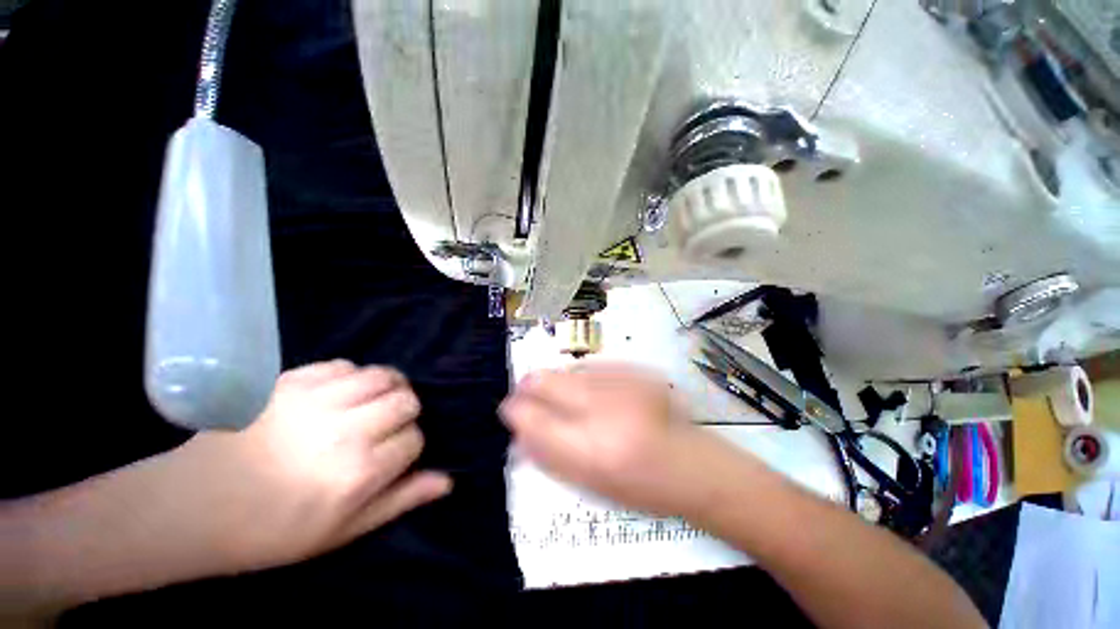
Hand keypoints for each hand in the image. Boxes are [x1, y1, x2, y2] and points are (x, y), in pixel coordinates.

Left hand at [166, 360, 450, 571]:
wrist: (192, 506)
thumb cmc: (271, 531)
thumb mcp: (341, 531)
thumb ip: (398, 501)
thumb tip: (447, 481)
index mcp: (357, 473)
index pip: (414, 439)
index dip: (410, 447)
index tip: (393, 457)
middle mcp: (344, 431)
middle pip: (406, 400)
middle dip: (406, 413)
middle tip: (386, 428)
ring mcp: (316, 401)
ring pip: (382, 376)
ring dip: (388, 388)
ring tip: (374, 403)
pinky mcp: (291, 382)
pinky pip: (344, 365)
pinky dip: (355, 376)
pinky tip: (342, 394)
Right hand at [500, 364, 741, 517]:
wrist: (692, 465)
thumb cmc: (639, 487)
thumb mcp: (588, 484)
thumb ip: (547, 455)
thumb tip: (517, 428)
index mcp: (590, 451)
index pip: (531, 419)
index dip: (515, 410)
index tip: (510, 408)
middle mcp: (604, 409)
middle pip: (544, 380)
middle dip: (529, 386)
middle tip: (529, 393)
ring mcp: (622, 383)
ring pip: (566, 370)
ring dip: (559, 384)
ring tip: (572, 400)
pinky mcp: (636, 370)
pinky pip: (591, 367)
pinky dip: (584, 379)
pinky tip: (597, 393)